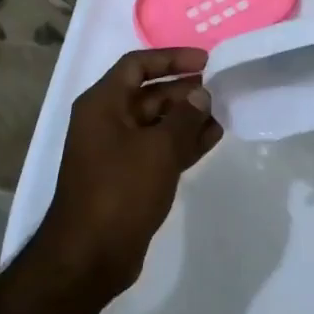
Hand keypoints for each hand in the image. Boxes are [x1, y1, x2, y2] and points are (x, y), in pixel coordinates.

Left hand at [34, 47, 222, 297]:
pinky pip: (158, 149)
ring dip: (187, 117)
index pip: (137, 65)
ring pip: (156, 123)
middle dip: (183, 90)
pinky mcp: (127, 178)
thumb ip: (184, 117)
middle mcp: (106, 122)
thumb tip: (200, 95)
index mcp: (102, 104)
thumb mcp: (158, 149)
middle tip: (220, 89)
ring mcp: (116, 151)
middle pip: (148, 94)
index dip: (171, 58)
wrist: (90, 255)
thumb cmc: (120, 190)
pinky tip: (212, 138)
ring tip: (223, 114)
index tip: (206, 61)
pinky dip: (182, 143)